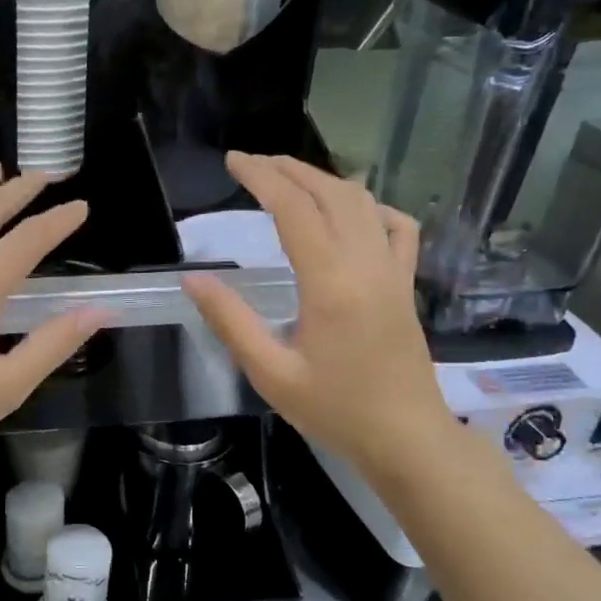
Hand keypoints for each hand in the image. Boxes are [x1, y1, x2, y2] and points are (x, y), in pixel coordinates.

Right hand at [182, 153, 452, 468]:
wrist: (406, 438)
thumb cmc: (335, 410)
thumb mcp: (270, 373)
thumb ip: (231, 321)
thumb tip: (194, 279)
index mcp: (330, 282)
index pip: (294, 208)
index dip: (261, 177)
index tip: (232, 161)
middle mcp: (366, 264)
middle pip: (329, 193)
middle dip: (288, 169)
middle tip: (251, 162)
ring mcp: (393, 271)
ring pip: (362, 202)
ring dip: (323, 180)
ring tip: (287, 177)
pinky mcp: (405, 284)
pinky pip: (397, 228)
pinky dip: (371, 207)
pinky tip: (351, 211)